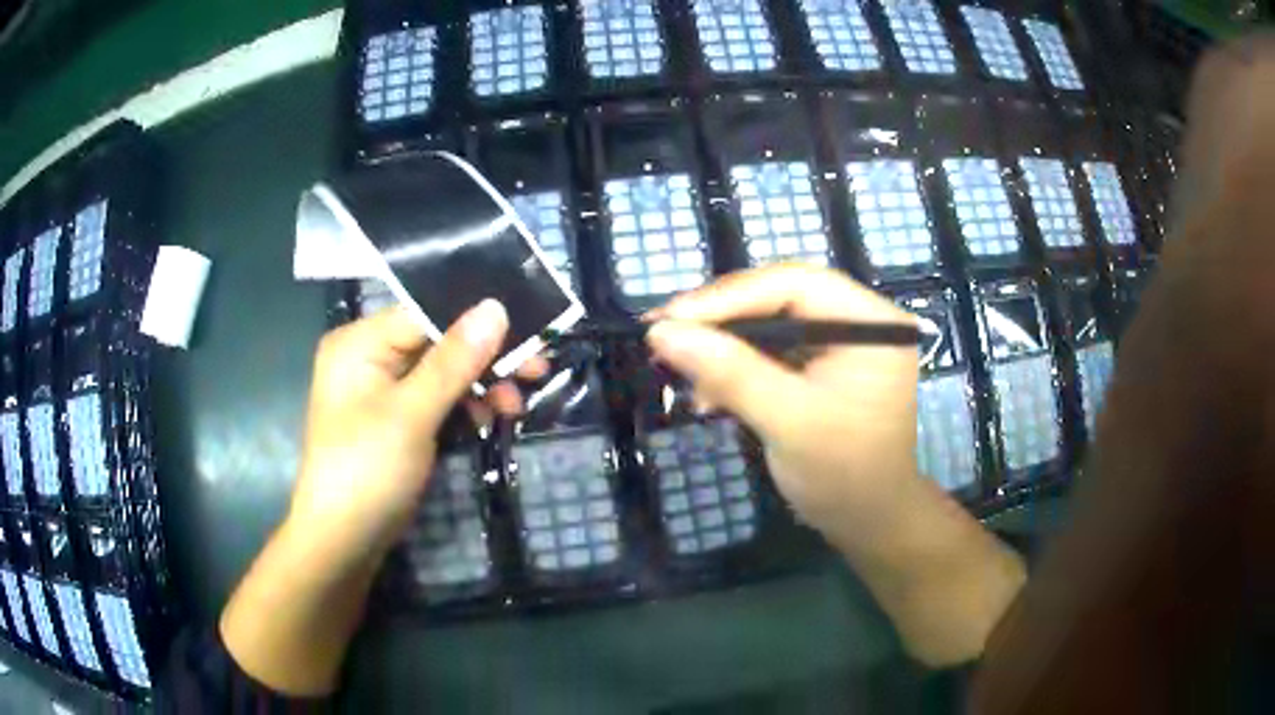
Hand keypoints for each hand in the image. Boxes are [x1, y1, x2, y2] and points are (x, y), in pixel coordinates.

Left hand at [286, 299, 542, 568]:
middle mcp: (369, 357)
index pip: (426, 312)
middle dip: (485, 357)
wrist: (343, 542)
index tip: (530, 329)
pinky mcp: (396, 421)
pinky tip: (490, 417)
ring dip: (480, 385)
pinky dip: (464, 406)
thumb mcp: (411, 414)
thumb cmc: (367, 470)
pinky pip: (436, 400)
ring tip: (515, 405)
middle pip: (437, 341)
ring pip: (442, 372)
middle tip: (536, 369)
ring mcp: (383, 392)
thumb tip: (494, 307)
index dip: (477, 319)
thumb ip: (453, 360)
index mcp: (360, 343)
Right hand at [646, 265, 921, 544]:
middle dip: (720, 321)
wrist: (868, 523)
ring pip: (770, 320)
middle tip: (663, 336)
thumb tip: (662, 332)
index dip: (727, 296)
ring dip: (723, 347)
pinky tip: (708, 392)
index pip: (793, 283)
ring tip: (679, 371)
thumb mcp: (787, 421)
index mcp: (871, 321)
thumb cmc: (842, 475)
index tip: (669, 319)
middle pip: (779, 295)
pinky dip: (737, 367)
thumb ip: (729, 372)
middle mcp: (859, 318)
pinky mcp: (824, 363)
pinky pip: (773, 348)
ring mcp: (842, 340)